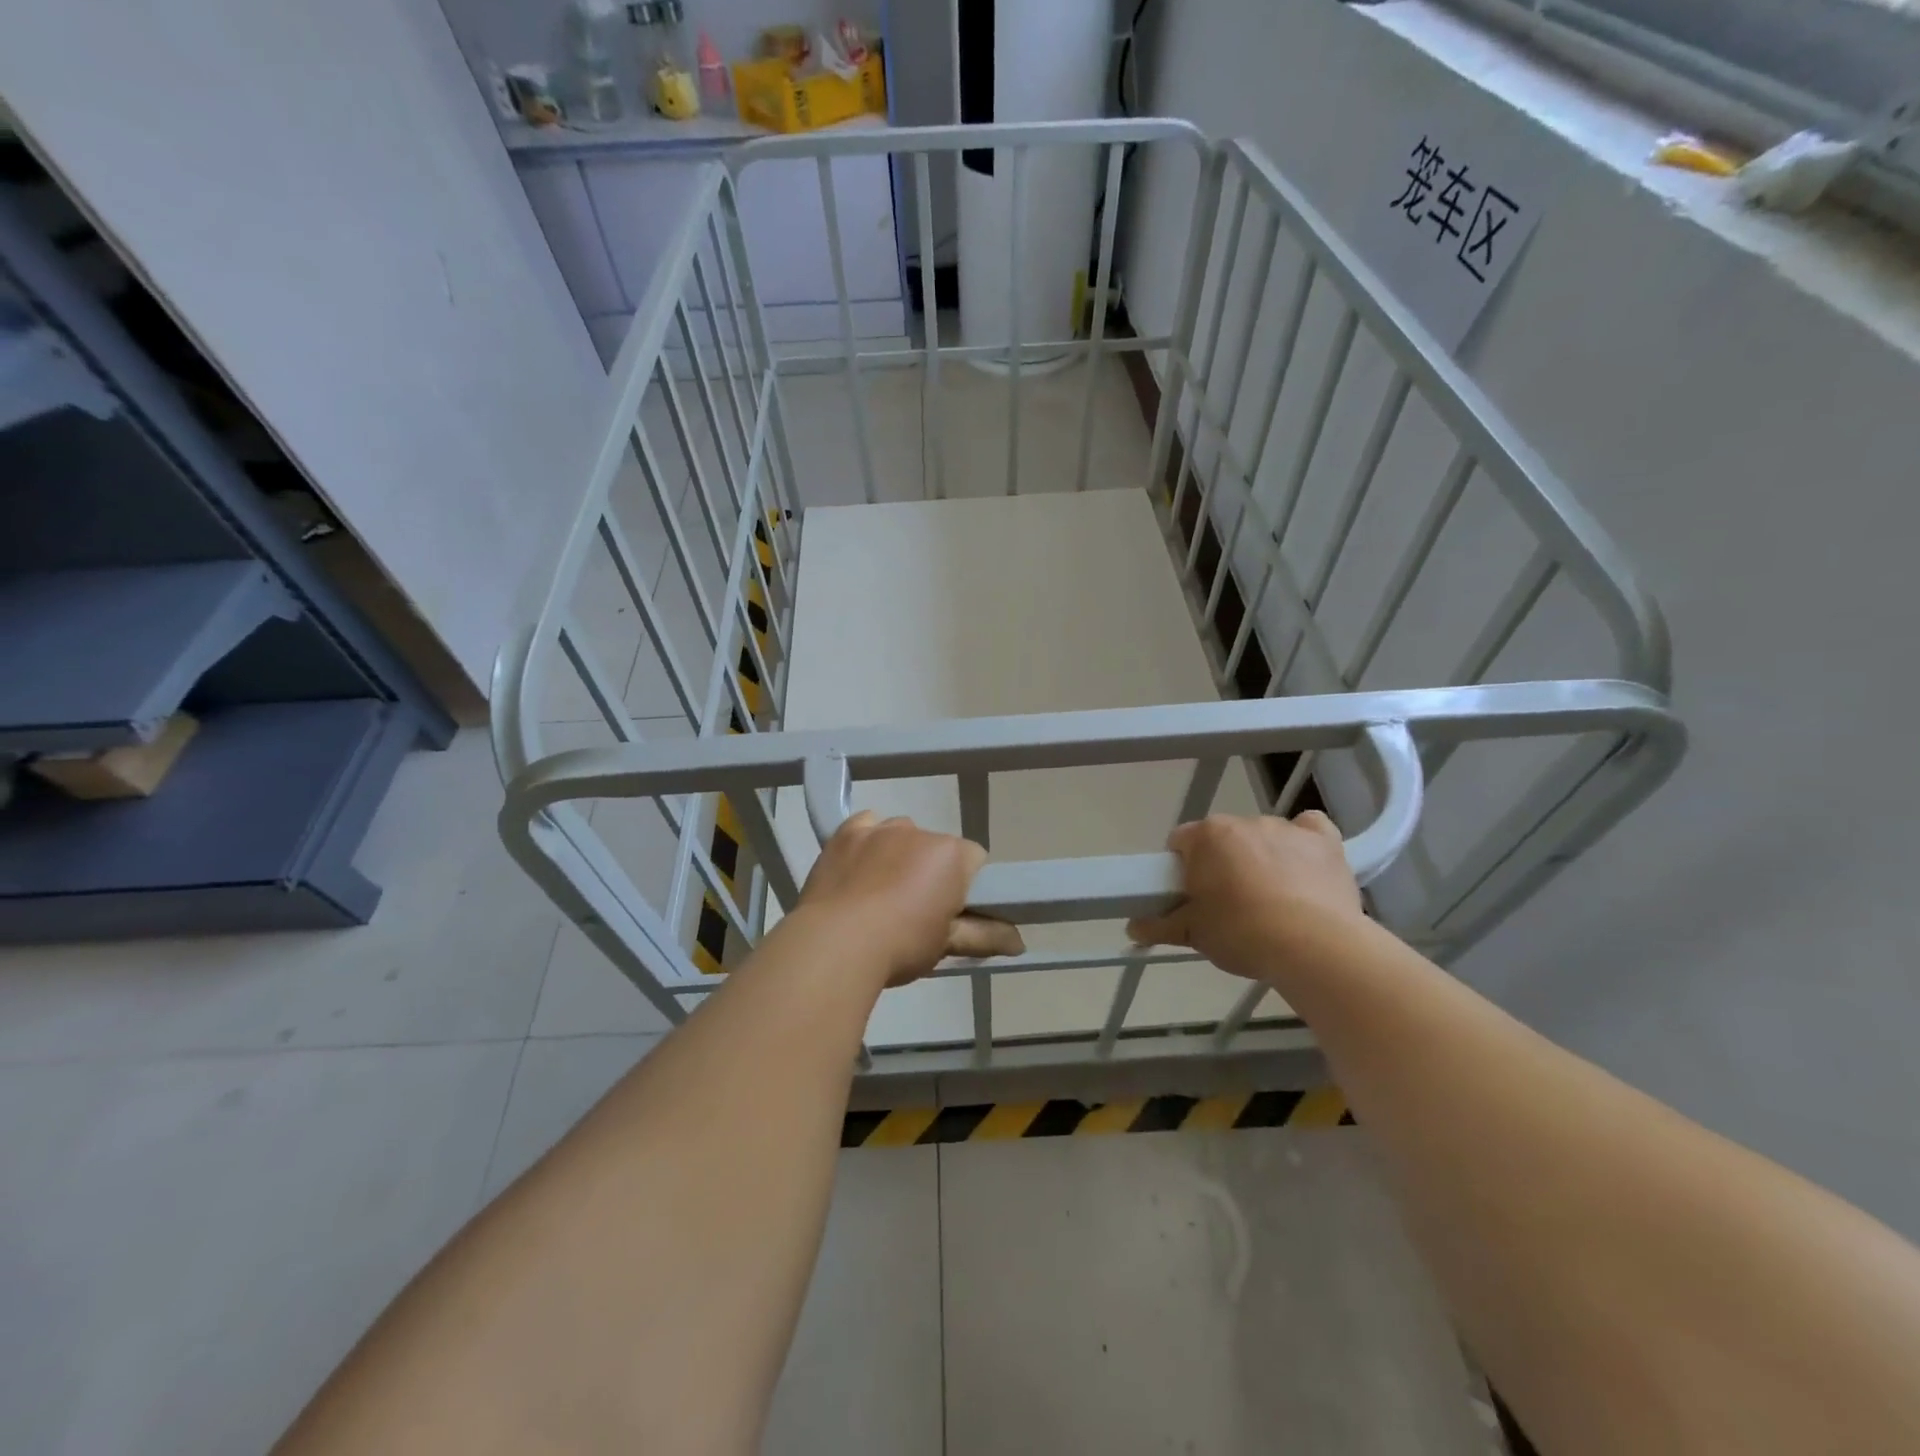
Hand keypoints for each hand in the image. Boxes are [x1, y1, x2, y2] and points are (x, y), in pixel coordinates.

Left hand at [796, 811, 1023, 984]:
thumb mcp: (947, 944)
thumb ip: (986, 935)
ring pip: (902, 835)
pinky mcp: (846, 832)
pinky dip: (868, 841)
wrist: (834, 944)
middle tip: (914, 911)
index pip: (974, 860)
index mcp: (952, 854)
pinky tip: (859, 869)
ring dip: (900, 855)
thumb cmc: (901, 945)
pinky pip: (867, 826)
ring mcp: (880, 828)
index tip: (951, 912)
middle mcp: (920, 831)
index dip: (966, 886)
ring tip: (880, 895)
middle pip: (936, 847)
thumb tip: (1020, 941)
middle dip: (931, 871)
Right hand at [1125, 811, 1362, 982]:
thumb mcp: (1193, 934)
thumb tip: (1133, 928)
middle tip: (1227, 905)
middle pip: (1223, 839)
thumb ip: (1160, 925)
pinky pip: (1308, 829)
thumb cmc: (1241, 933)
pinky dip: (1304, 843)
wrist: (1312, 946)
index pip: (1181, 842)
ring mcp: (1285, 828)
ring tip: (1272, 901)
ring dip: (1261, 858)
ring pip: (1263, 837)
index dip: (1182, 869)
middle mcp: (1243, 821)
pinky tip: (1305, 868)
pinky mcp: (1323, 840)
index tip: (1190, 896)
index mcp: (1206, 836)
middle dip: (1222, 864)